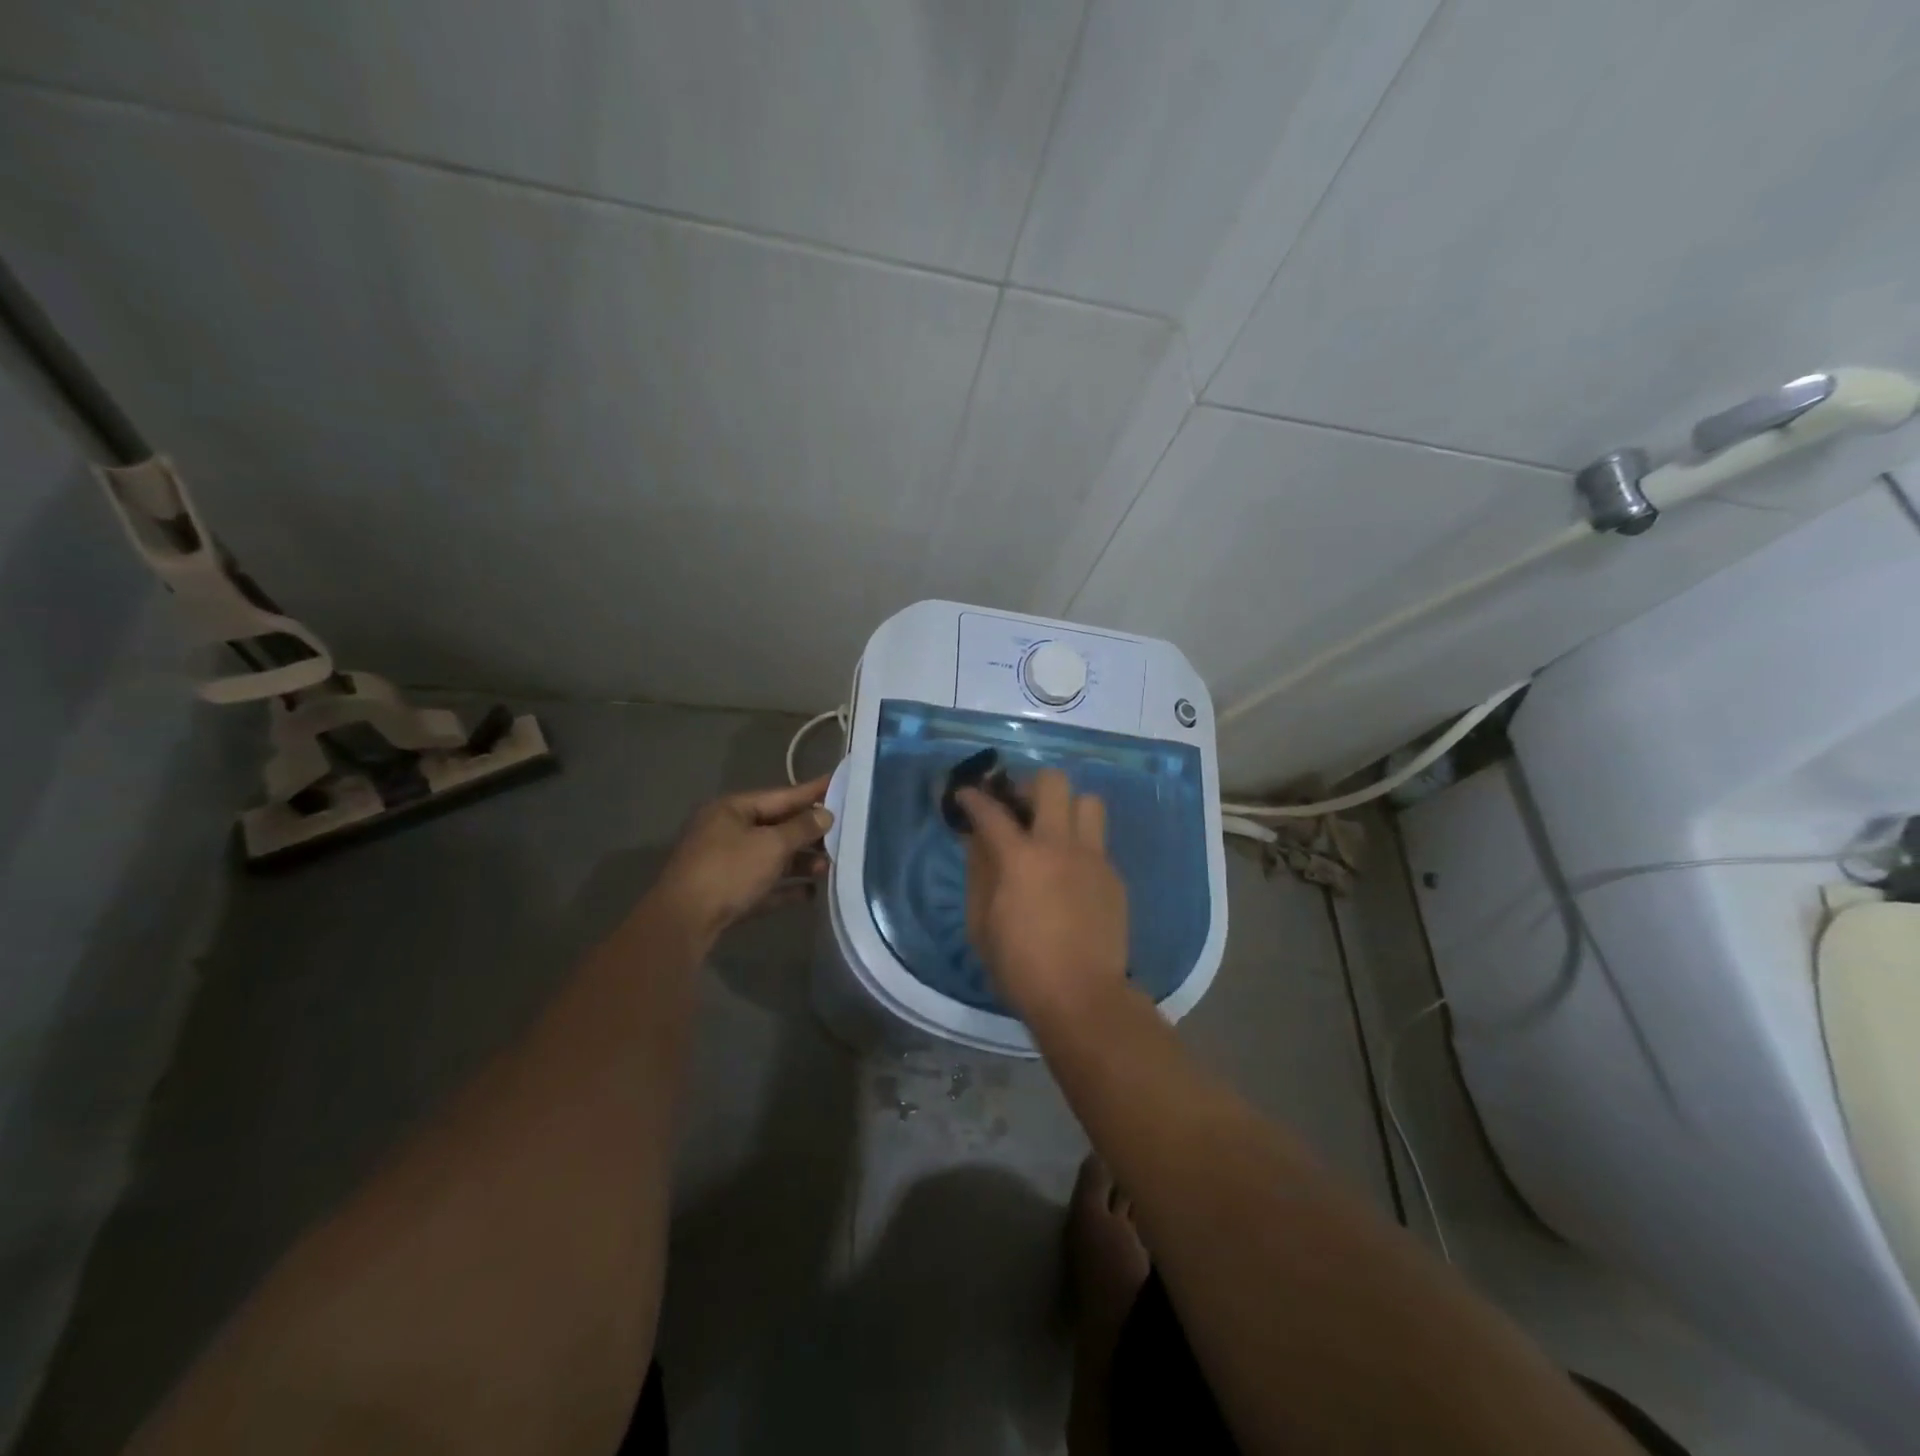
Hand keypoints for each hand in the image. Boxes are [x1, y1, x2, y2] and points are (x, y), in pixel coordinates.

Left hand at [653, 776, 833, 942]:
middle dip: (809, 834)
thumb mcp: (771, 845)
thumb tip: (825, 814)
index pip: (781, 795)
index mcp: (732, 809)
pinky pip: (763, 885)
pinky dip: (785, 887)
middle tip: (843, 834)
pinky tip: (810, 893)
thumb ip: (802, 828)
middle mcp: (726, 831)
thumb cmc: (729, 871)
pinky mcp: (727, 894)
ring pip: (771, 857)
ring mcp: (725, 864)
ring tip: (828, 868)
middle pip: (777, 827)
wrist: (683, 923)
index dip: (812, 791)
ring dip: (800, 862)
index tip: (839, 782)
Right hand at [957, 768, 1127, 1026]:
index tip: (966, 794)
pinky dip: (1080, 845)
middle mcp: (1060, 846)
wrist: (1082, 998)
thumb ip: (978, 872)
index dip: (973, 797)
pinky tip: (1070, 872)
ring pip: (1088, 802)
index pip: (991, 811)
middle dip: (1029, 785)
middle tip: (1018, 807)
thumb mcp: (981, 923)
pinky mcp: (1114, 877)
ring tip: (1052, 830)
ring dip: (1067, 807)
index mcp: (1021, 858)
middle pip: (1053, 783)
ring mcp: (1093, 859)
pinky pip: (1098, 842)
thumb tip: (976, 840)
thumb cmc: (1020, 966)